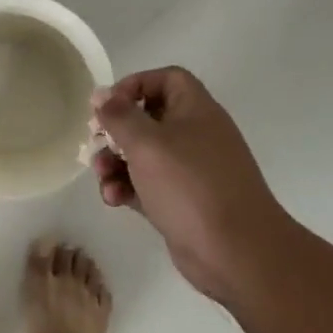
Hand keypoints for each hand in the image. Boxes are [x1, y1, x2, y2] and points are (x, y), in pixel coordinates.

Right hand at [91, 67, 287, 302]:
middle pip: (149, 118)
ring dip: (117, 163)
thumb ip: (118, 116)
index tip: (108, 104)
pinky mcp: (184, 202)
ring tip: (101, 177)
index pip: (166, 79)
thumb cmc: (190, 185)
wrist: (237, 253)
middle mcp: (196, 135)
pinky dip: (129, 188)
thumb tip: (101, 94)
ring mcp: (192, 171)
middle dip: (117, 131)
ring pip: (145, 155)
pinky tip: (114, 199)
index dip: (135, 84)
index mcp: (196, 110)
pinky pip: (149, 185)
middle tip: (95, 143)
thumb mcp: (146, 143)